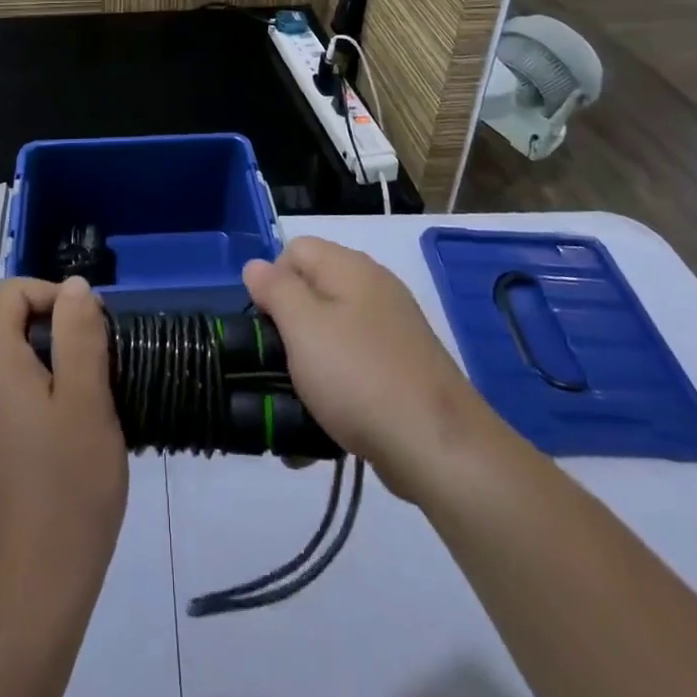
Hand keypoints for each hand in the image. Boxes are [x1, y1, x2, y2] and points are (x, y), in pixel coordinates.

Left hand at [0, 277, 126, 624]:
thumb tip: (73, 286)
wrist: (29, 596)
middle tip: (100, 375)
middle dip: (59, 337)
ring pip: (12, 372)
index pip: (10, 293)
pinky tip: (67, 449)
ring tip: (90, 414)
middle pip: (11, 331)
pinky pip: (7, 408)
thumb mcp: (87, 399)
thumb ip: (79, 333)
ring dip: (53, 374)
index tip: (90, 330)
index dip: (52, 295)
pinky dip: (38, 407)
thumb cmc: (67, 487)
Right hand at [244, 238, 501, 501]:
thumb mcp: (303, 326)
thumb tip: (256, 266)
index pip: (295, 249)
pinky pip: (353, 369)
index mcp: (350, 268)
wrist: (439, 447)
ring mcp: (392, 332)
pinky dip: (334, 393)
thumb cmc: (359, 376)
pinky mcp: (402, 371)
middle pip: (313, 293)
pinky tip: (322, 428)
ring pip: (330, 337)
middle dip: (287, 331)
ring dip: (306, 370)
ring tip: (294, 410)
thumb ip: (276, 290)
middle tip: (276, 368)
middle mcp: (374, 290)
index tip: (266, 326)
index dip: (272, 281)